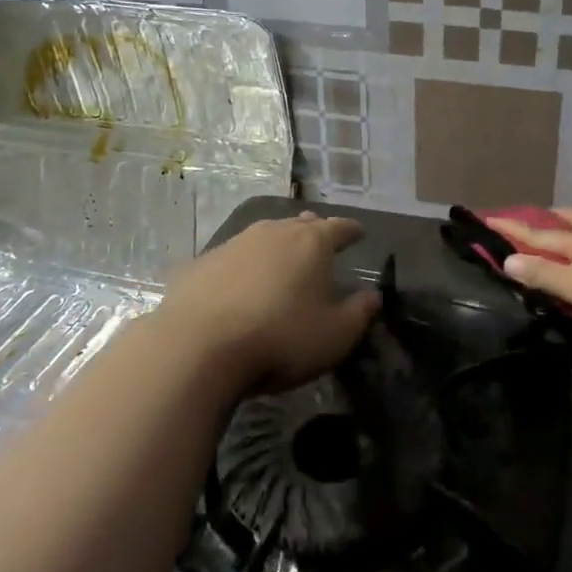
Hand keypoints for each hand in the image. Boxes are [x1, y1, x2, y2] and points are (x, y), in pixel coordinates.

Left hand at [155, 213, 379, 396]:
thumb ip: (359, 313)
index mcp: (312, 243)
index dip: (352, 231)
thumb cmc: (280, 339)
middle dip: (314, 232)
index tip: (359, 234)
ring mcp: (233, 244)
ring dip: (276, 247)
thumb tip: (373, 296)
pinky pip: (232, 258)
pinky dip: (243, 267)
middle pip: (300, 224)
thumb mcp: (335, 336)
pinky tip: (239, 286)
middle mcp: (273, 232)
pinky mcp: (201, 263)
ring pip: (264, 236)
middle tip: (321, 244)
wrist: (198, 347)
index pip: (339, 227)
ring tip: (281, 263)